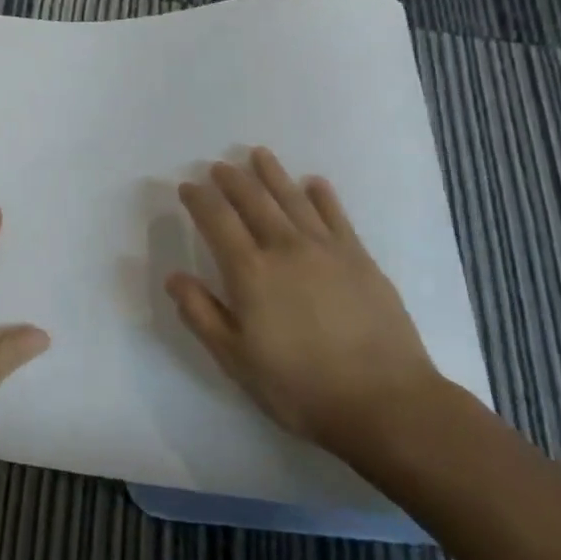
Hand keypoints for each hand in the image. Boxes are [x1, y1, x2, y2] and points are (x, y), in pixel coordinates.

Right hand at [167, 147, 442, 459]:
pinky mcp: (360, 259)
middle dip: (232, 180)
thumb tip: (174, 276)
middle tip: (219, 166)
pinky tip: (314, 183)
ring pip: (293, 198)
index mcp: (250, 272)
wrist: (387, 404)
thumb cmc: (301, 387)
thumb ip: (201, 314)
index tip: (188, 187)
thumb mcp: (236, 360)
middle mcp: (284, 248)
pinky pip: (336, 216)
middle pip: (253, 200)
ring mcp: (326, 250)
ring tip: (258, 155)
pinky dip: (322, 196)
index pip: (216, 220)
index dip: (199, 199)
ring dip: (272, 174)